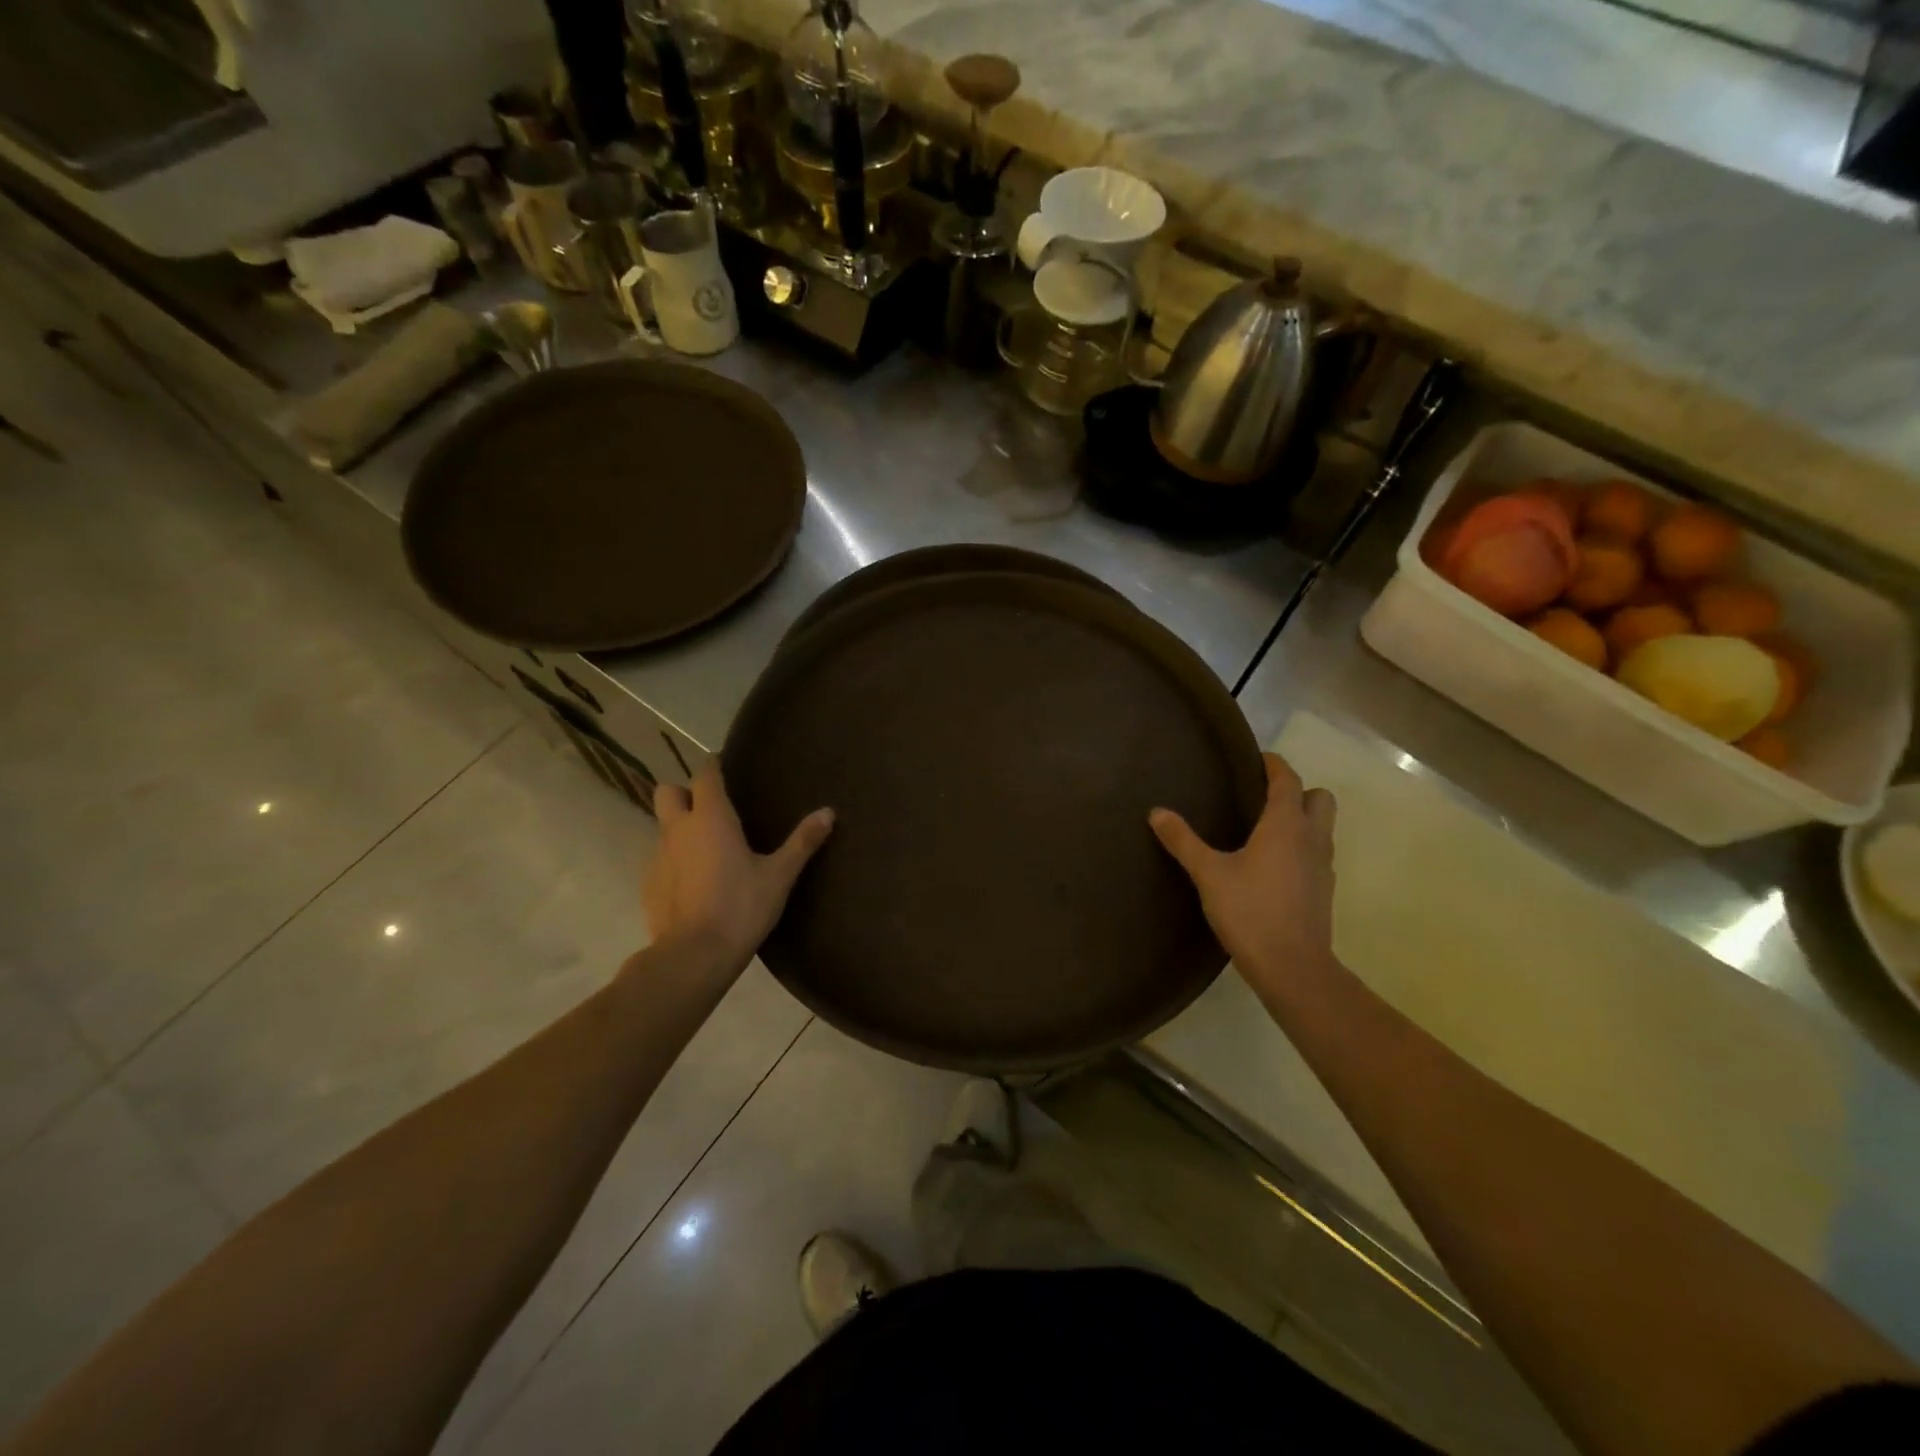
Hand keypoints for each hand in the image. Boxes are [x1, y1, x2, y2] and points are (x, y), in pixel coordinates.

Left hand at [643, 759, 833, 974]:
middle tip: (710, 809)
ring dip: (679, 829)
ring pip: (662, 827)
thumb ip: (802, 842)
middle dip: (684, 793)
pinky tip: (694, 884)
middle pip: (668, 792)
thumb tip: (828, 812)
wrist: (694, 955)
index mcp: (711, 817)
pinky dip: (674, 862)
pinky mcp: (648, 885)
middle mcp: (678, 828)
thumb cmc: (741, 906)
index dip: (713, 766)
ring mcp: (657, 857)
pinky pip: (659, 860)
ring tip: (706, 851)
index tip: (725, 767)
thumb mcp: (780, 875)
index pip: (704, 774)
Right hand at [1149, 752, 1338, 993]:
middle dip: (1297, 790)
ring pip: (1323, 827)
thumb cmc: (1250, 911)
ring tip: (1265, 830)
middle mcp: (1312, 838)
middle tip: (1262, 798)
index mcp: (1286, 825)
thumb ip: (1183, 841)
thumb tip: (1157, 812)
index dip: (1274, 765)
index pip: (1288, 780)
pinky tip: (1273, 865)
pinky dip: (1302, 847)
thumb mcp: (1209, 874)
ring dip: (1302, 819)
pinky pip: (1318, 854)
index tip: (1256, 759)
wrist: (1292, 967)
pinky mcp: (1324, 891)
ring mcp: (1323, 866)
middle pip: (1319, 798)